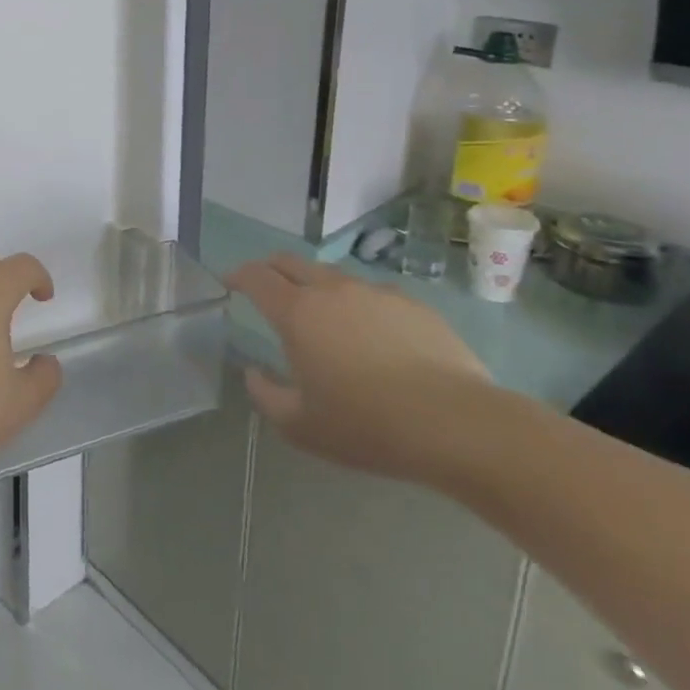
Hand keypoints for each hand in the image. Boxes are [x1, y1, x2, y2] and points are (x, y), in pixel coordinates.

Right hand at [229, 253, 492, 484]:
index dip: (237, 275)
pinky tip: (372, 336)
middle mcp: (332, 290)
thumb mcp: (301, 426)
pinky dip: (359, 305)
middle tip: (266, 289)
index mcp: (297, 312)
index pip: (256, 276)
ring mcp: (376, 293)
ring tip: (323, 317)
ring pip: (334, 276)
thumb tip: (254, 373)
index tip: (229, 282)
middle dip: (271, 270)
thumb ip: (265, 396)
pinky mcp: (415, 305)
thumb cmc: (368, 425)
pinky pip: (373, 295)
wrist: (459, 426)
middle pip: (291, 262)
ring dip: (316, 287)